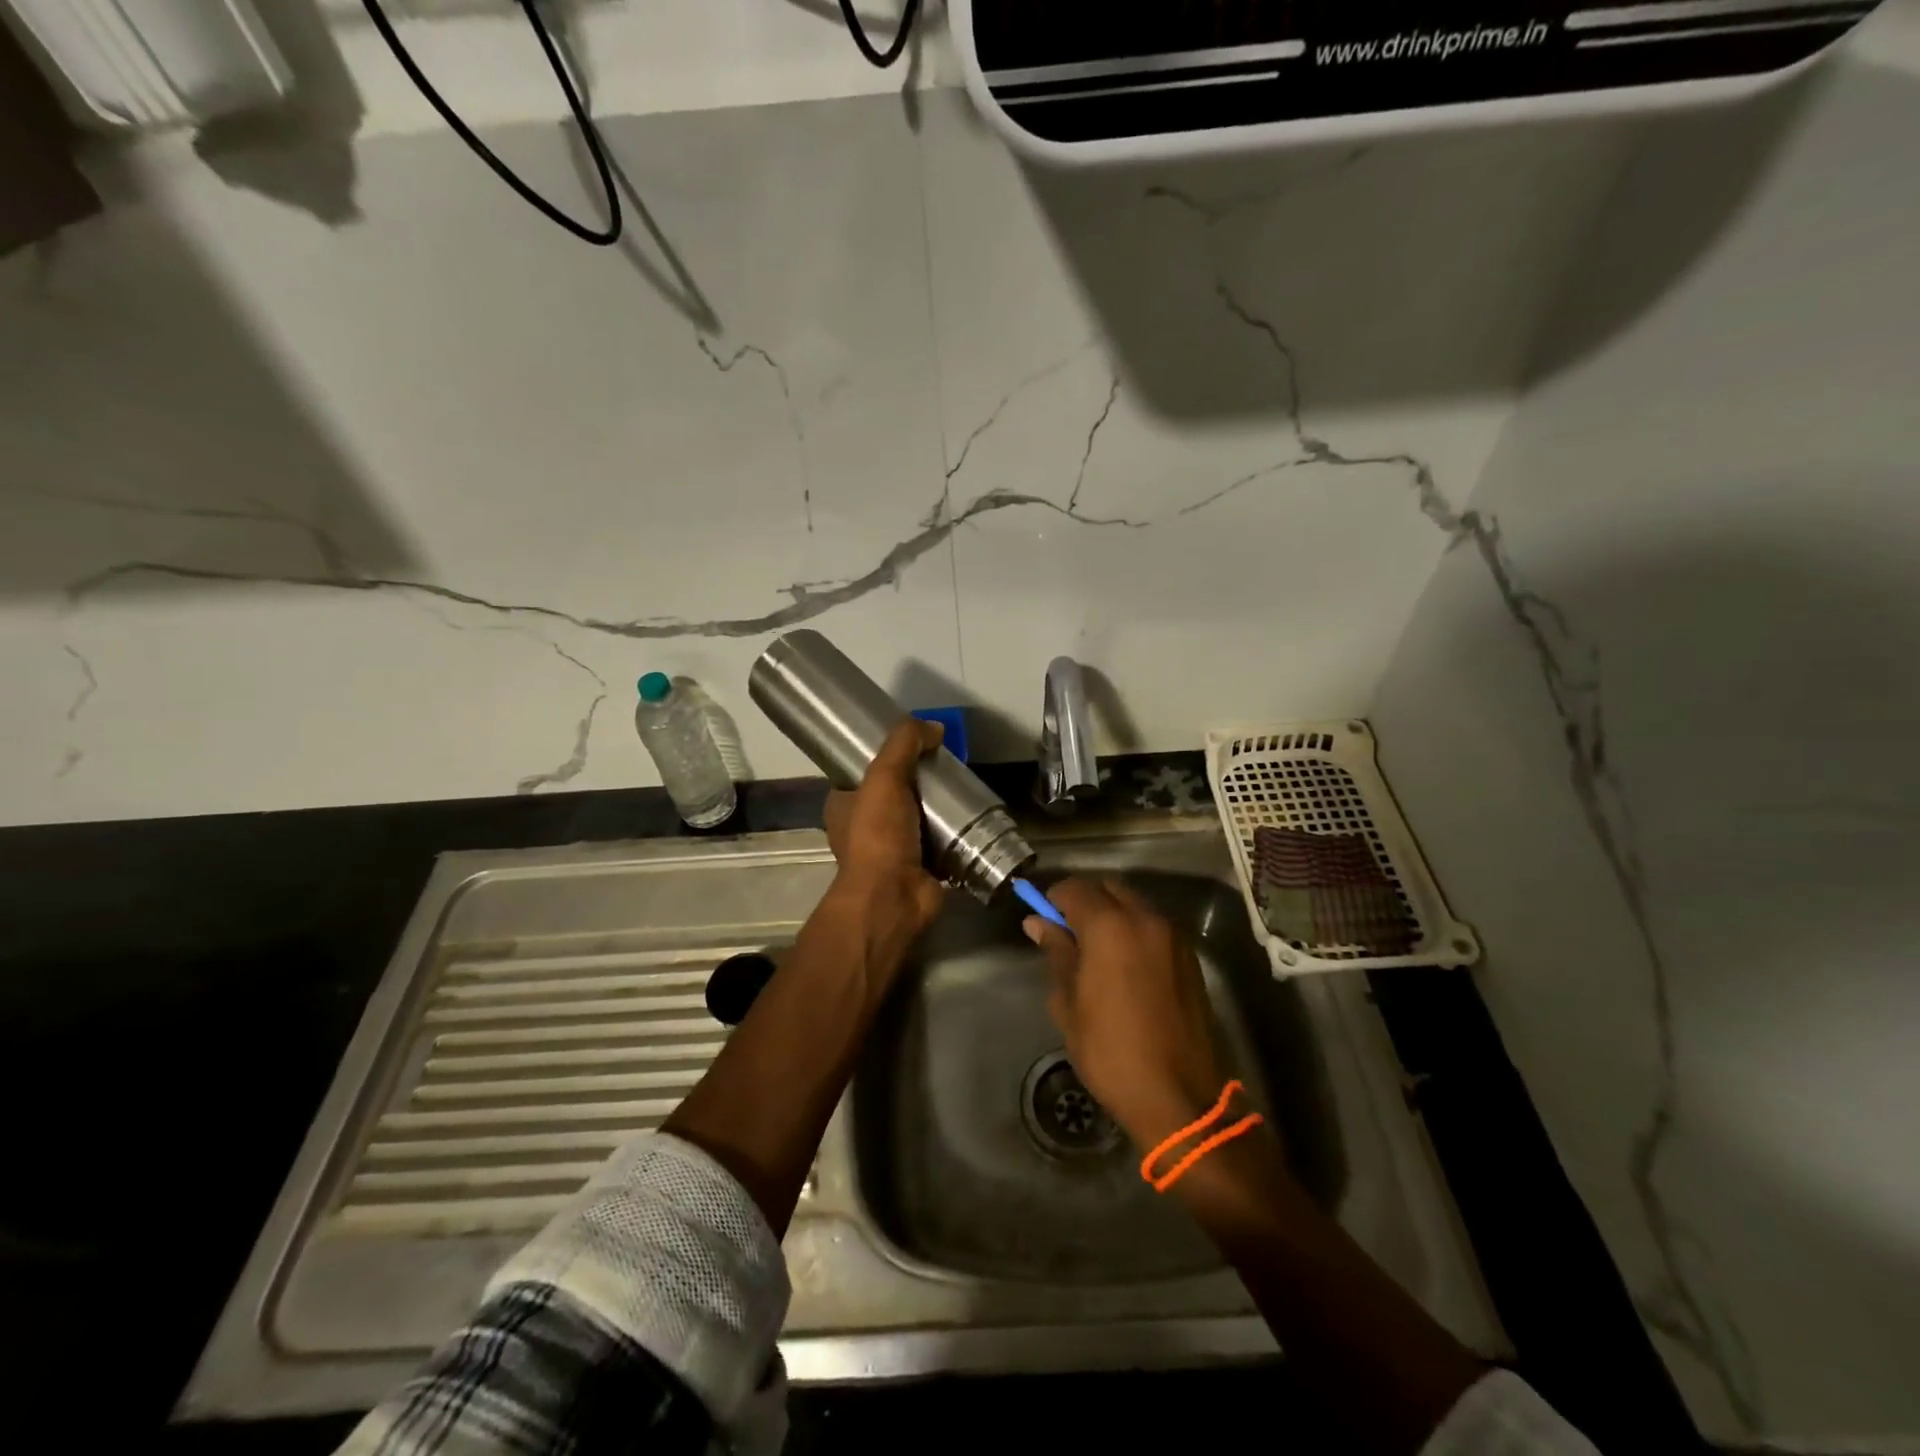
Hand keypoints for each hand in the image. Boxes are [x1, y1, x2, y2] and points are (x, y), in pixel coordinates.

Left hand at [823, 718, 946, 942]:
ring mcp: (893, 850)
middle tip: (946, 766)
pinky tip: (974, 816)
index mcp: (844, 806)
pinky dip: (955, 833)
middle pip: (896, 794)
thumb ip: (904, 745)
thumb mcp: (884, 776)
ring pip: (920, 818)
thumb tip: (933, 727)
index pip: (862, 773)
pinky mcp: (921, 867)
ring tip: (963, 787)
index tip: (914, 745)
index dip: (885, 758)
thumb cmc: (878, 834)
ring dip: (939, 808)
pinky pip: (941, 842)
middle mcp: (864, 828)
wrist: (895, 896)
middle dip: (919, 782)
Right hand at [1024, 877, 1224, 1151]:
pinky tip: (1124, 966)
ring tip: (1096, 952)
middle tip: (1067, 934)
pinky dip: (1134, 931)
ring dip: (1112, 914)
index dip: (1053, 899)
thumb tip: (1038, 923)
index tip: (1043, 921)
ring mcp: (1173, 936)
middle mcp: (1145, 919)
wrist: (1179, 1097)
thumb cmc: (1111, 1052)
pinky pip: (1154, 926)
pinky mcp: (1190, 957)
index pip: (1074, 889)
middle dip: (1085, 901)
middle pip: (1108, 888)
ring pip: (1134, 904)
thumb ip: (1057, 953)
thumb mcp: (1069, 1003)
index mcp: (1110, 926)